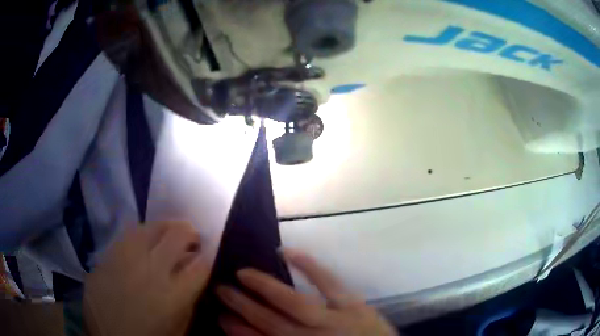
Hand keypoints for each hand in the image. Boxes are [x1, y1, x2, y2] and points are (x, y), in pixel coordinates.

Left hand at [84, 221, 210, 335]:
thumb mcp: (179, 328)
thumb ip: (189, 300)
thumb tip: (195, 272)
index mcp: (173, 295)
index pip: (200, 265)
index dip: (208, 255)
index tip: (208, 254)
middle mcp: (150, 271)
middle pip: (176, 237)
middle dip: (190, 233)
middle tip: (192, 238)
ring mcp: (125, 259)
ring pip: (150, 227)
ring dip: (166, 226)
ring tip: (169, 231)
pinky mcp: (108, 256)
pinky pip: (127, 235)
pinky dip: (141, 232)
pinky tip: (143, 238)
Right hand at [217, 249, 397, 335]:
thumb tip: (255, 334)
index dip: (238, 331)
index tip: (221, 318)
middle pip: (269, 321)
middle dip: (242, 306)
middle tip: (220, 289)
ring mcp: (334, 319)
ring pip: (292, 302)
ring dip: (264, 287)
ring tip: (241, 273)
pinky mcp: (353, 304)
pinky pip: (327, 282)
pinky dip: (308, 265)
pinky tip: (288, 251)